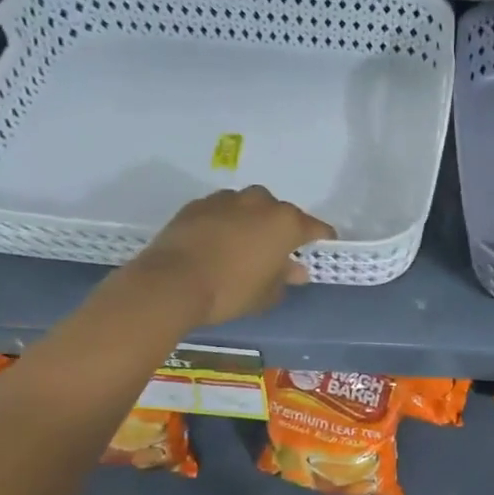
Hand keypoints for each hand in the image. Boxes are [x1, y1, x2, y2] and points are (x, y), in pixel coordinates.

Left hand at [135, 186, 335, 325]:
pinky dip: (225, 222)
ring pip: (250, 206)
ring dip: (252, 221)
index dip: (322, 239)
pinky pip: (222, 210)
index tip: (321, 249)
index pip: (316, 228)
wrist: (172, 282)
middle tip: (277, 252)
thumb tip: (295, 270)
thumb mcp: (266, 294)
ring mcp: (227, 200)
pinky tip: (217, 242)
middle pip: (281, 213)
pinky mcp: (198, 204)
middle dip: (283, 229)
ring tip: (244, 245)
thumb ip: (284, 278)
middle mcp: (261, 203)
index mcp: (286, 223)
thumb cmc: (231, 290)